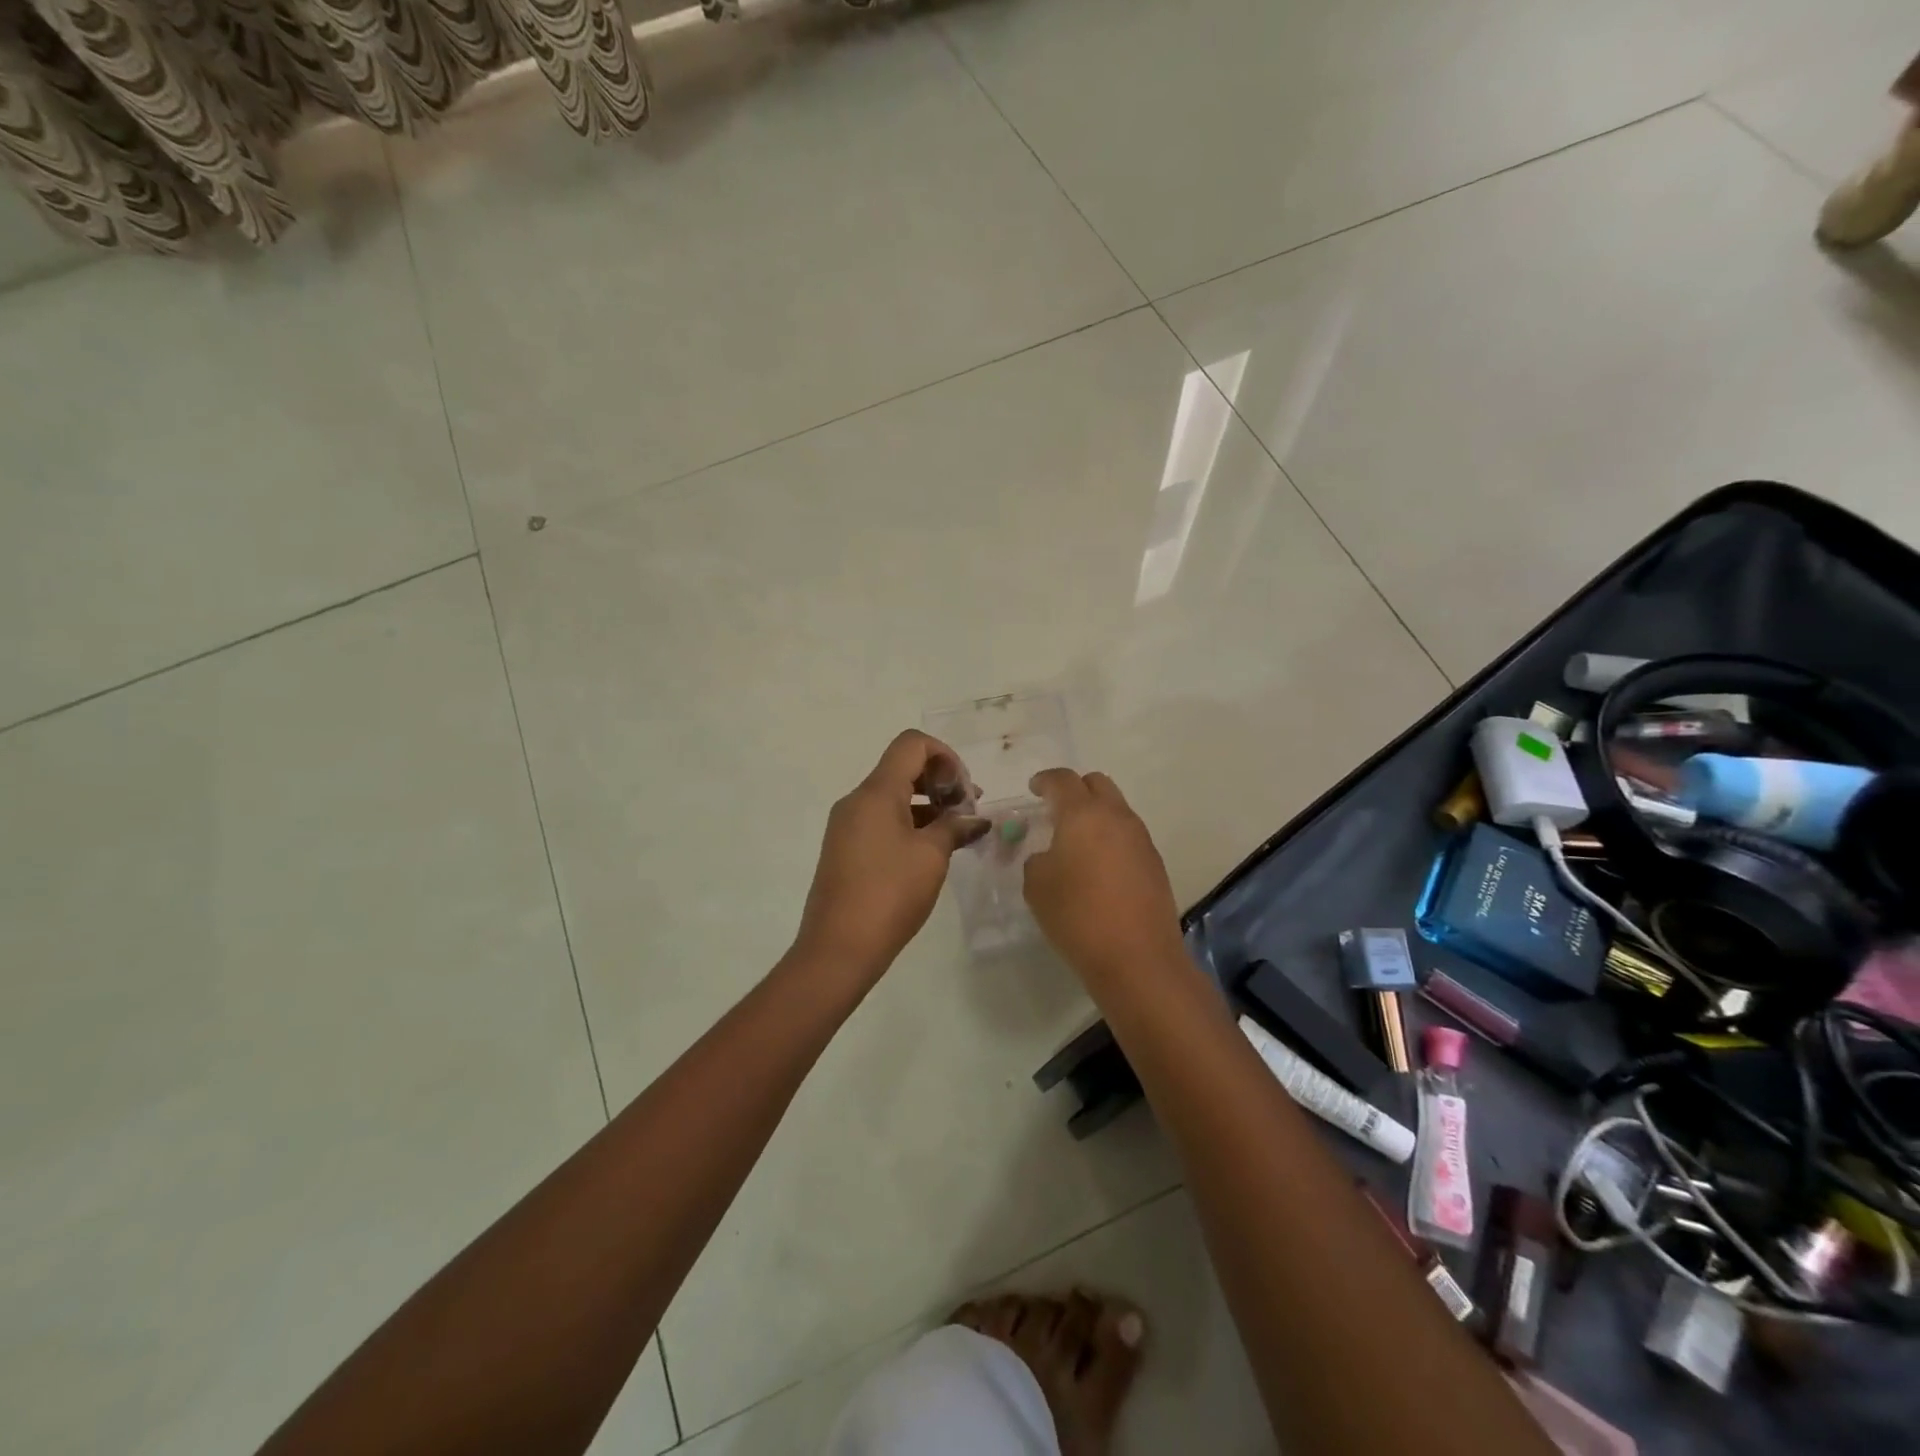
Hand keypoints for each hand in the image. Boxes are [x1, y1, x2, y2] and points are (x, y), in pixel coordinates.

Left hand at [793, 730, 989, 979]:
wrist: (838, 948)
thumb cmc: (889, 894)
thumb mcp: (931, 857)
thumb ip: (955, 827)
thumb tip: (975, 819)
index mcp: (876, 792)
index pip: (912, 744)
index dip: (946, 756)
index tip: (965, 789)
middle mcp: (857, 800)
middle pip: (902, 767)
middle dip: (940, 780)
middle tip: (968, 810)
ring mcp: (847, 825)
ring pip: (893, 795)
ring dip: (928, 804)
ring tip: (958, 832)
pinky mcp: (845, 848)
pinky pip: (881, 820)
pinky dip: (910, 823)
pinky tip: (932, 849)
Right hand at [1023, 769, 1182, 980]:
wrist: (1137, 958)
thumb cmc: (1077, 915)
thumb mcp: (1037, 886)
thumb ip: (1037, 860)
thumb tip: (1050, 855)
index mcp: (1083, 814)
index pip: (1062, 780)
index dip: (1045, 780)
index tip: (1034, 788)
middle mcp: (1117, 817)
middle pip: (1097, 784)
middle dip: (1075, 789)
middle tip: (1056, 810)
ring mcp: (1141, 839)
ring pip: (1116, 809)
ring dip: (1096, 815)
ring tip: (1077, 842)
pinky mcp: (1155, 863)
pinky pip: (1128, 836)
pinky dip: (1111, 839)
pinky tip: (1099, 867)